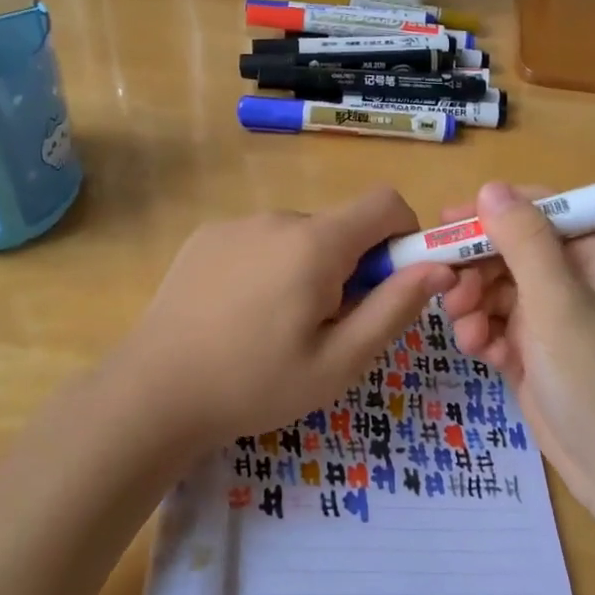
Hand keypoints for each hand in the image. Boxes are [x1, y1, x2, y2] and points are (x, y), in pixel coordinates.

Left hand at [110, 188, 454, 446]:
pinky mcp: (206, 237)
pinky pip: (259, 241)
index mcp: (316, 243)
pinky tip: (240, 314)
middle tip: (327, 326)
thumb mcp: (340, 361)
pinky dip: (269, 267)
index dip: (404, 235)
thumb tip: (441, 267)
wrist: (154, 392)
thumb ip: (395, 308)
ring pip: (298, 236)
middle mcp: (278, 218)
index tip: (392, 282)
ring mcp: (236, 224)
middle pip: (340, 226)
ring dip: (307, 269)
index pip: (385, 203)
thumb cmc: (257, 383)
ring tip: (277, 327)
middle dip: (351, 266)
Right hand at [439, 182, 594, 531]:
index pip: (540, 210)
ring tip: (464, 328)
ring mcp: (555, 322)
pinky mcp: (537, 357)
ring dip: (475, 303)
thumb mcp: (559, 303)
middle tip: (445, 286)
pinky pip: (499, 328)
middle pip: (512, 251)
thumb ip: (524, 242)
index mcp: (593, 256)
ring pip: (499, 290)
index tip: (448, 222)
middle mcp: (575, 281)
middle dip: (476, 266)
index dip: (494, 210)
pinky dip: (484, 335)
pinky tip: (478, 351)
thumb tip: (491, 188)